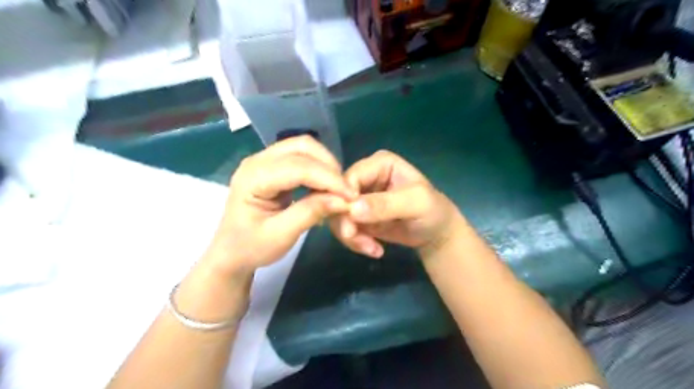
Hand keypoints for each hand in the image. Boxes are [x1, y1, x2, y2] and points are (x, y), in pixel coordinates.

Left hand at [200, 135, 352, 276]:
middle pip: (302, 147)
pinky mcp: (273, 166)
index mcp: (253, 177)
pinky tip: (326, 186)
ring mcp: (265, 160)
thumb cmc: (251, 247)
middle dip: (329, 166)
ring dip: (326, 165)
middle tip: (346, 191)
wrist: (230, 252)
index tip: (352, 196)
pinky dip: (319, 168)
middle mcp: (257, 161)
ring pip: (304, 148)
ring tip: (338, 189)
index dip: (329, 179)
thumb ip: (310, 213)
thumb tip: (343, 200)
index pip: (299, 167)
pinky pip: (302, 157)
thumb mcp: (281, 236)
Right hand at [329, 151, 459, 257]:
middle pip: (338, 196)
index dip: (344, 197)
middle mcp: (365, 177)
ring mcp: (360, 197)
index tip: (351, 221)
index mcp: (379, 164)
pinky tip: (374, 249)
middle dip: (345, 221)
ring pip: (338, 214)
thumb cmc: (432, 211)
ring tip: (372, 249)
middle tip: (357, 239)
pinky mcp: (358, 216)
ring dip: (351, 235)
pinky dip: (355, 241)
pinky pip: (345, 228)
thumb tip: (352, 209)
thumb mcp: (415, 203)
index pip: (350, 176)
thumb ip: (386, 204)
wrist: (436, 233)